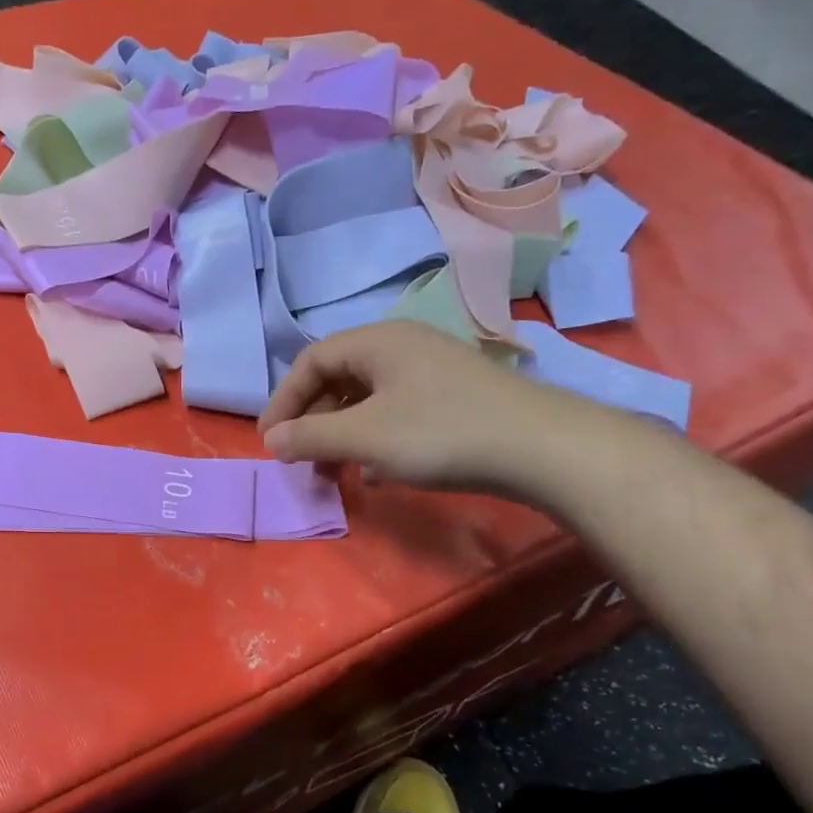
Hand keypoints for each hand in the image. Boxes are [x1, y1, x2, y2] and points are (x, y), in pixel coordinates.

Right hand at [258, 320, 609, 499]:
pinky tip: (377, 471)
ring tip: (336, 470)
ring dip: (341, 433)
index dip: (283, 400)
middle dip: (312, 420)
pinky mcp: (452, 396)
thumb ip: (310, 437)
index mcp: (376, 341)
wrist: (542, 448)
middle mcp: (401, 345)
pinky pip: (395, 410)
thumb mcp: (364, 437)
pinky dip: (374, 437)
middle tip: (301, 460)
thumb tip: (272, 441)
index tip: (270, 441)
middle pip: (337, 378)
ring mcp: (431, 369)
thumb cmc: (440, 433)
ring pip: (366, 397)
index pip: (310, 361)